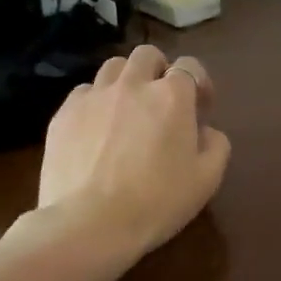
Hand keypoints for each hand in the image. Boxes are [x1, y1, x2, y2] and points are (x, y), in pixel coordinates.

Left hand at [37, 45, 231, 255]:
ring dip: (126, 81)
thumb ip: (216, 145)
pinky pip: (84, 92)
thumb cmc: (156, 202)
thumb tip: (206, 131)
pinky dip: (95, 103)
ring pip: (113, 67)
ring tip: (126, 110)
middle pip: (148, 55)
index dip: (199, 84)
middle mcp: (133, 84)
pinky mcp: (64, 113)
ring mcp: (94, 95)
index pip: (190, 66)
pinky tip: (96, 130)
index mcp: (172, 96)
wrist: (89, 224)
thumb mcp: (207, 180)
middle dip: (159, 71)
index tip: (200, 110)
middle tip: (161, 103)